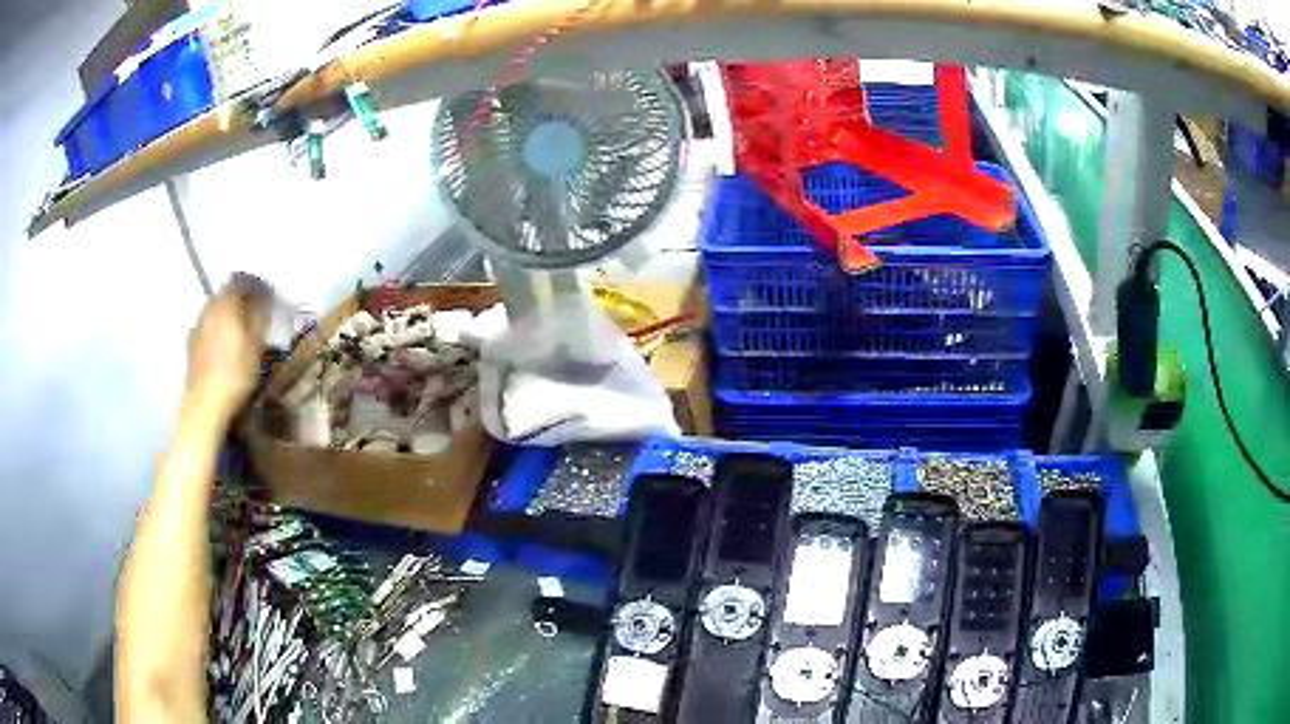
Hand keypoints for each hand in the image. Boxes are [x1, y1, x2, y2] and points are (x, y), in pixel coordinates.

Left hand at [185, 285, 269, 423]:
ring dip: (229, 317)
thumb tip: (264, 297)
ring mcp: (198, 326)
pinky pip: (209, 328)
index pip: (243, 283)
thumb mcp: (256, 345)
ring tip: (241, 333)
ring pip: (217, 312)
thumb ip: (260, 317)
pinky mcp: (192, 345)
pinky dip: (219, 331)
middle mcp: (209, 308)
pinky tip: (226, 348)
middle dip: (241, 301)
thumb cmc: (235, 373)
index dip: (257, 288)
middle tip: (255, 316)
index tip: (268, 299)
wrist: (205, 405)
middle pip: (227, 296)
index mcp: (225, 303)